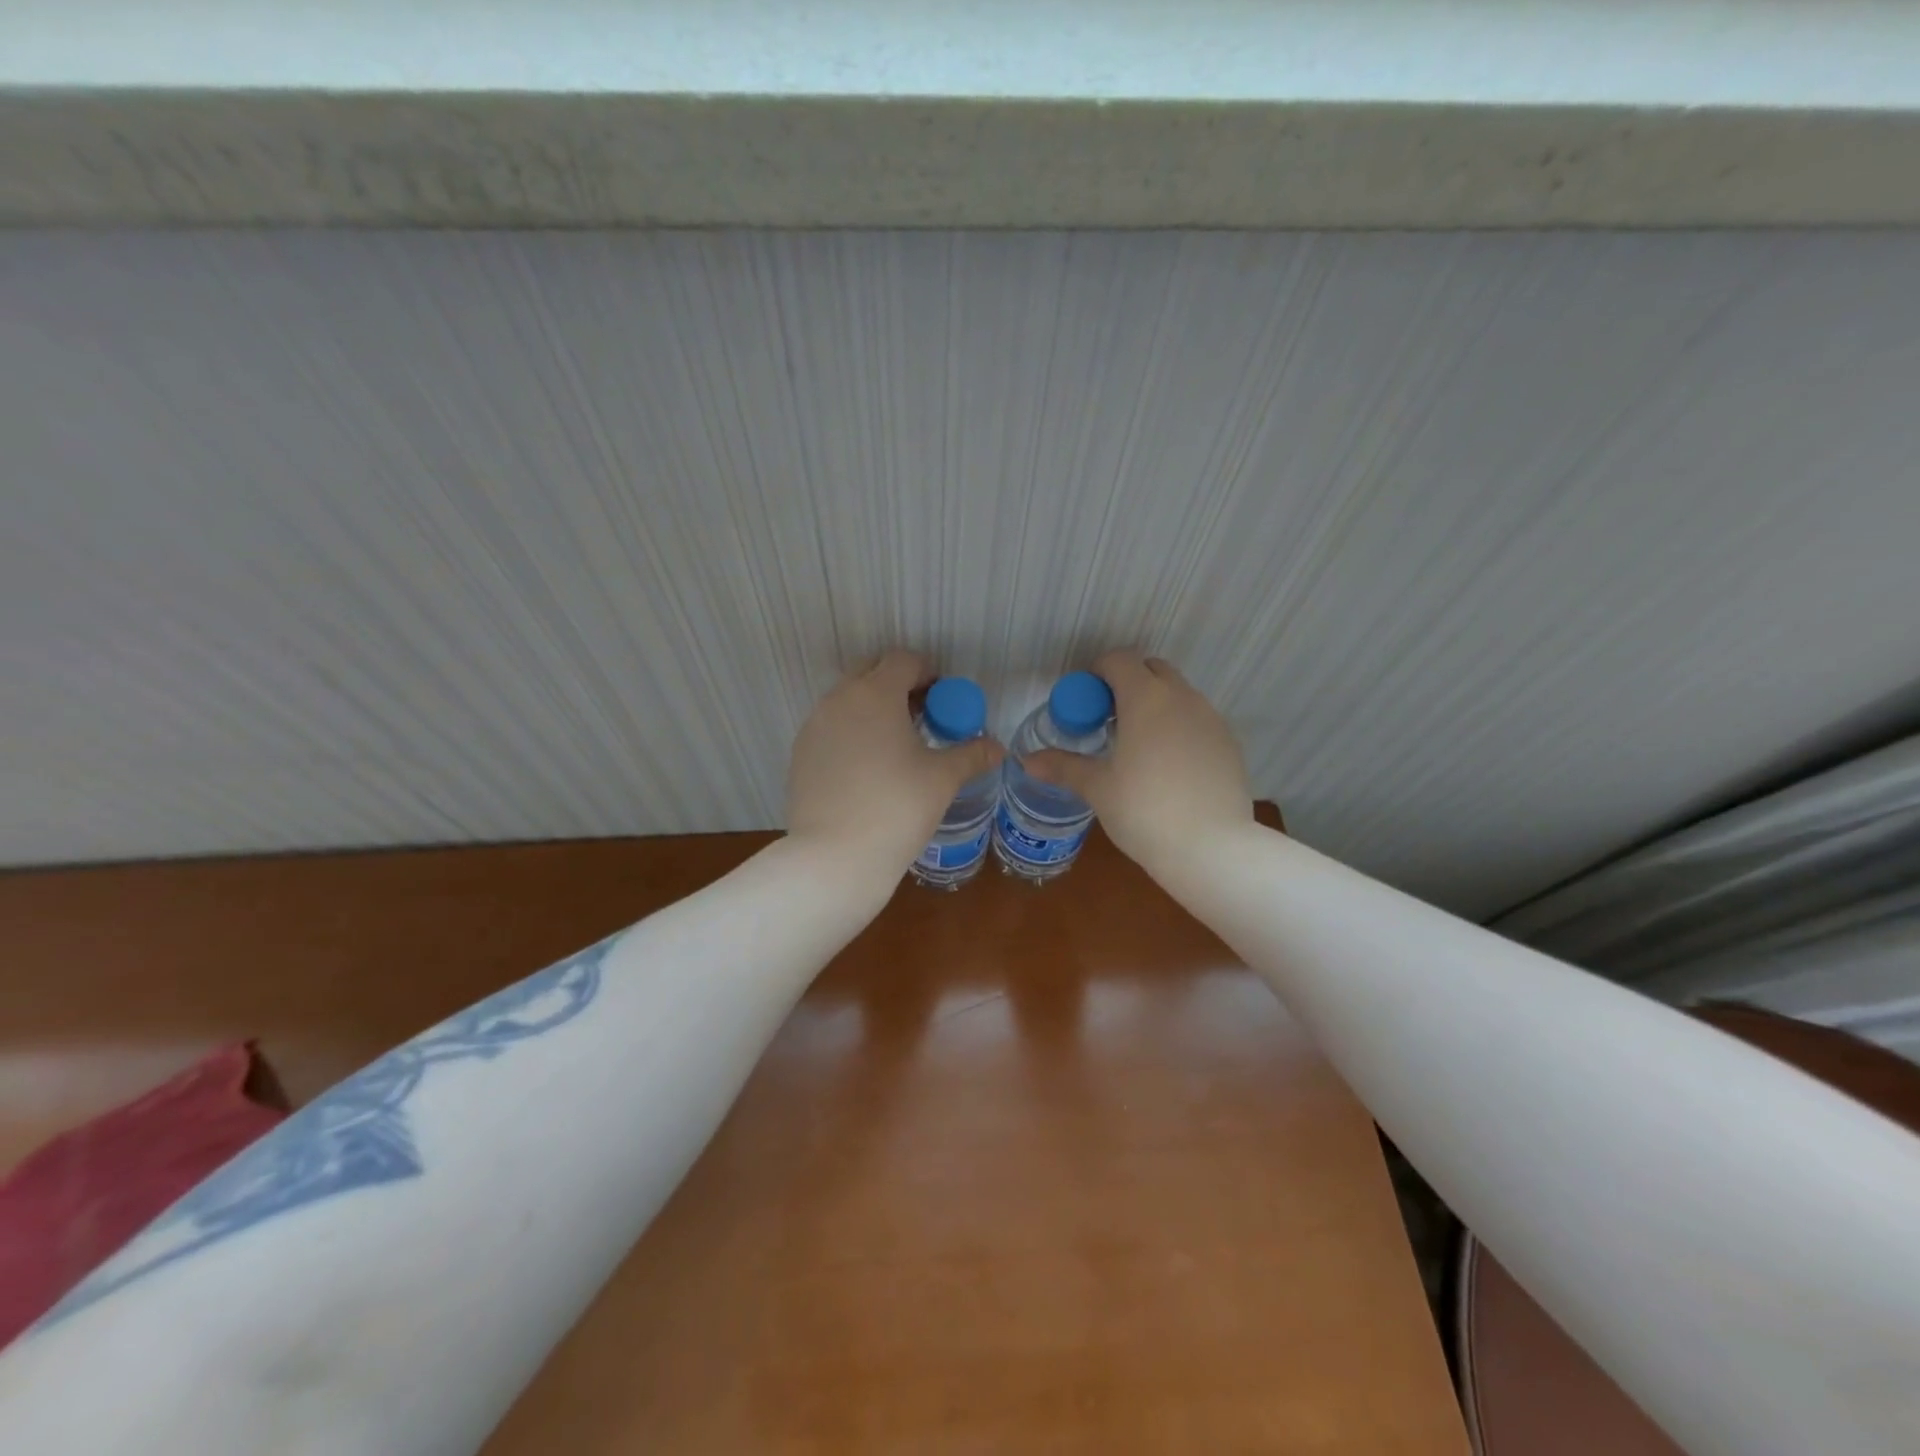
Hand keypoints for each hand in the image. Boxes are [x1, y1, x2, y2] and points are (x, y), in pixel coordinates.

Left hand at [786, 651, 1003, 877]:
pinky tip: (868, 769)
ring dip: (874, 709)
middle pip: (872, 673)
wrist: (835, 856)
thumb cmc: (897, 808)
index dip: (928, 674)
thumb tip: (997, 748)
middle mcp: (839, 699)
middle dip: (899, 687)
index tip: (944, 701)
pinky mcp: (800, 753)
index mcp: (875, 693)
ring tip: (896, 745)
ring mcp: (814, 726)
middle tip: (922, 718)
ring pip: (848, 700)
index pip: (904, 660)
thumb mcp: (942, 779)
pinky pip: (831, 728)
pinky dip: (852, 733)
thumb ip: (971, 754)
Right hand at [1024, 650, 1253, 869]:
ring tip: (1138, 746)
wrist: (1212, 849)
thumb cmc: (1144, 811)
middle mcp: (1182, 697)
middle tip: (1108, 721)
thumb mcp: (1098, 788)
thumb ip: (1063, 767)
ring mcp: (1212, 719)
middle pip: (1152, 669)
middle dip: (1128, 683)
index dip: (1098, 673)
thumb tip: (1026, 760)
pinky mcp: (1229, 743)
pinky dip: (1179, 727)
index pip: (1119, 660)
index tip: (1085, 702)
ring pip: (1178, 694)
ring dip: (1156, 704)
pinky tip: (1169, 767)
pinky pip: (1198, 720)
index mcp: (1146, 698)